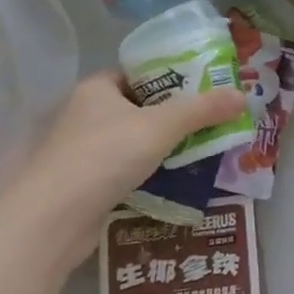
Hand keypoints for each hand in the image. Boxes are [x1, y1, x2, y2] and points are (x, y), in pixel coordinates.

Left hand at [1, 71, 246, 262]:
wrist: (52, 219)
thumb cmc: (105, 156)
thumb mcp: (161, 127)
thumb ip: (202, 110)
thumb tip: (242, 96)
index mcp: (97, 89)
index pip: (140, 75)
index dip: (173, 79)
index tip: (206, 90)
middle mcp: (85, 114)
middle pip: (139, 108)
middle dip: (174, 116)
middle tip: (212, 121)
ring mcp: (81, 150)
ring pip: (133, 141)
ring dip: (163, 147)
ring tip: (202, 150)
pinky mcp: (83, 183)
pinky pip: (125, 169)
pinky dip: (148, 172)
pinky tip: (175, 179)